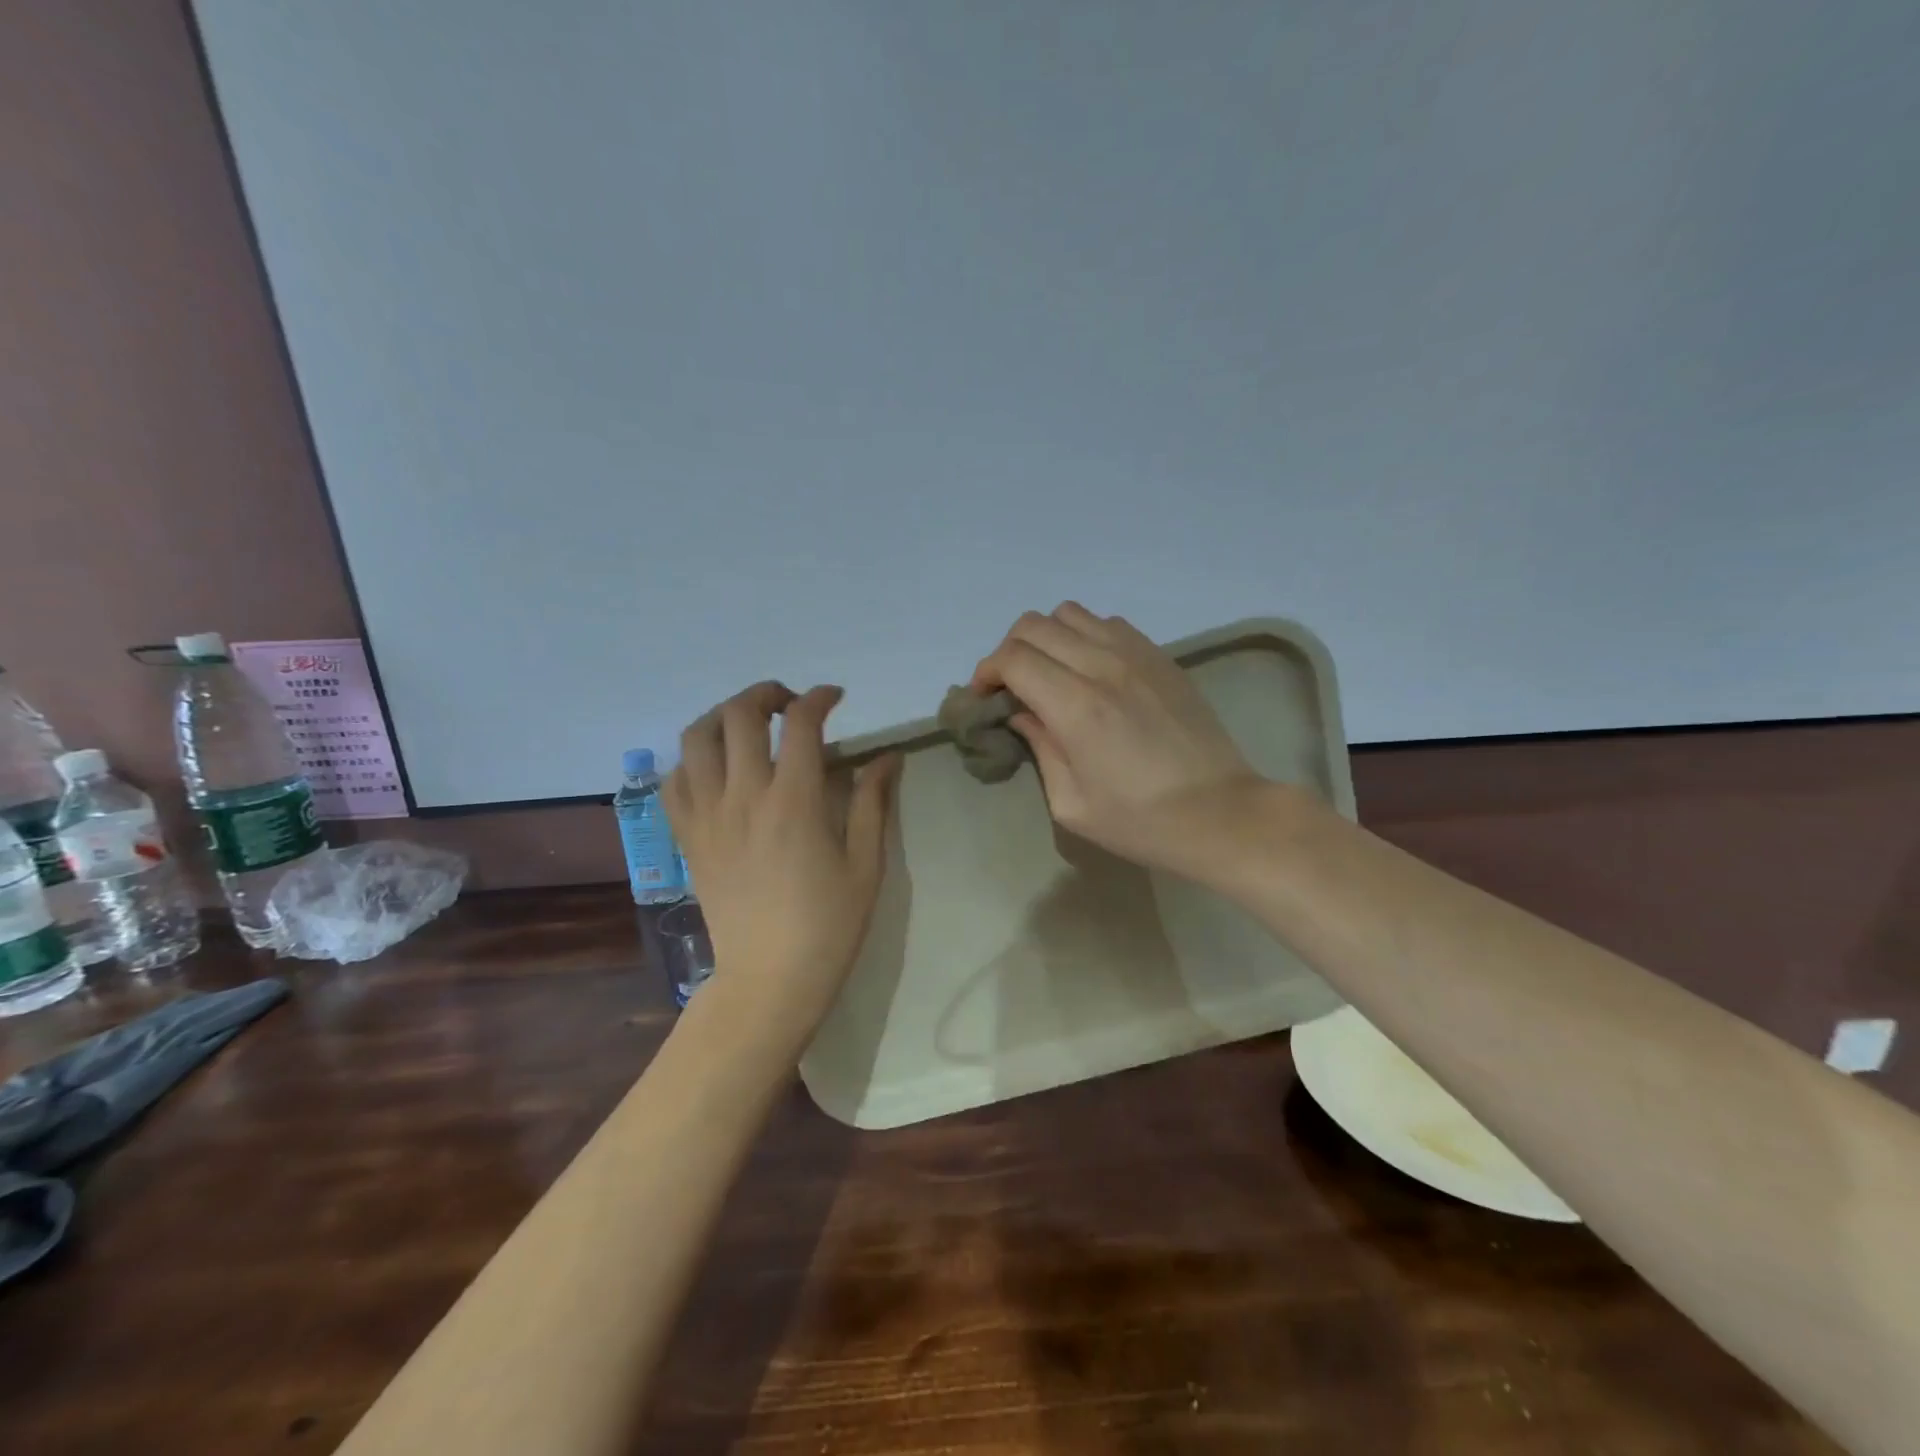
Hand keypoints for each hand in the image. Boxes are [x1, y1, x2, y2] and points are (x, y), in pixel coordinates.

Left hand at [665, 682, 900, 1043]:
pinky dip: (691, 760)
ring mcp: (707, 816)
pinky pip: (673, 781)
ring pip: (696, 738)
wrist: (770, 978)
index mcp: (794, 801)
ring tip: (748, 725)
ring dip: (723, 716)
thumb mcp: (866, 863)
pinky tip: (715, 768)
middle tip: (791, 704)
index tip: (835, 698)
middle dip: (767, 694)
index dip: (820, 698)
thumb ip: (872, 801)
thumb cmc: (828, 924)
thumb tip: (887, 756)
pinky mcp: (688, 838)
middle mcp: (744, 797)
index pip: (801, 723)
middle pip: (740, 715)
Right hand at [971, 603, 1261, 880]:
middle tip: (1011, 687)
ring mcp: (1136, 654)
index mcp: (1076, 706)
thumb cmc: (1141, 821)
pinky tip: (1090, 670)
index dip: (987, 672)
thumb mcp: (1072, 803)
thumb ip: (1040, 747)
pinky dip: (1085, 637)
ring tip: (1050, 673)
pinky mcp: (1160, 656)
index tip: (985, 697)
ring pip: (1070, 614)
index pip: (1013, 658)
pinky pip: (1108, 624)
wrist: (1221, 813)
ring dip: (1047, 638)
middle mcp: (1102, 666)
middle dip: (1009, 651)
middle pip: (1034, 626)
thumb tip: (1020, 713)